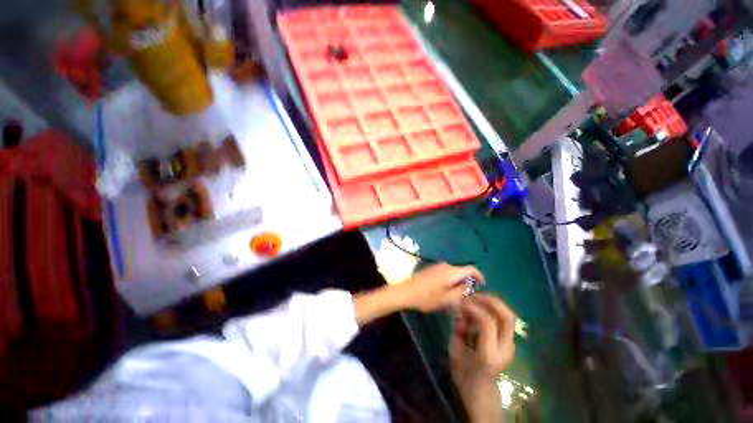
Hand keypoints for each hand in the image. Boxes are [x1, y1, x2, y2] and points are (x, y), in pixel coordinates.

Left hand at [398, 263, 484, 312]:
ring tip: (456, 296)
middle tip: (467, 296)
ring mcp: (437, 266)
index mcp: (451, 271)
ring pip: (453, 273)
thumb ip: (461, 292)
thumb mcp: (447, 299)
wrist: (406, 292)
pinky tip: (444, 291)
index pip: (471, 269)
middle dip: (466, 282)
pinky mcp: (431, 269)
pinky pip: (445, 273)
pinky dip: (449, 281)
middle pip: (461, 271)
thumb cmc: (427, 297)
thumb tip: (469, 286)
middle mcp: (445, 265)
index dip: (479, 276)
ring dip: (457, 282)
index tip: (483, 285)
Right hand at [450, 294, 516, 421]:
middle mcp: (504, 349)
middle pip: (507, 317)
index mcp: (489, 354)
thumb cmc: (463, 373)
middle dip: (490, 300)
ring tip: (476, 299)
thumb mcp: (455, 350)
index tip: (461, 302)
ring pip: (509, 316)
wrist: (480, 391)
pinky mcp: (509, 342)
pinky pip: (504, 319)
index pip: (488, 322)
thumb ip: (458, 329)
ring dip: (492, 303)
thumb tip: (460, 310)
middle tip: (474, 295)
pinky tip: (480, 307)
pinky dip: (493, 309)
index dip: (474, 307)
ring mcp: (510, 345)